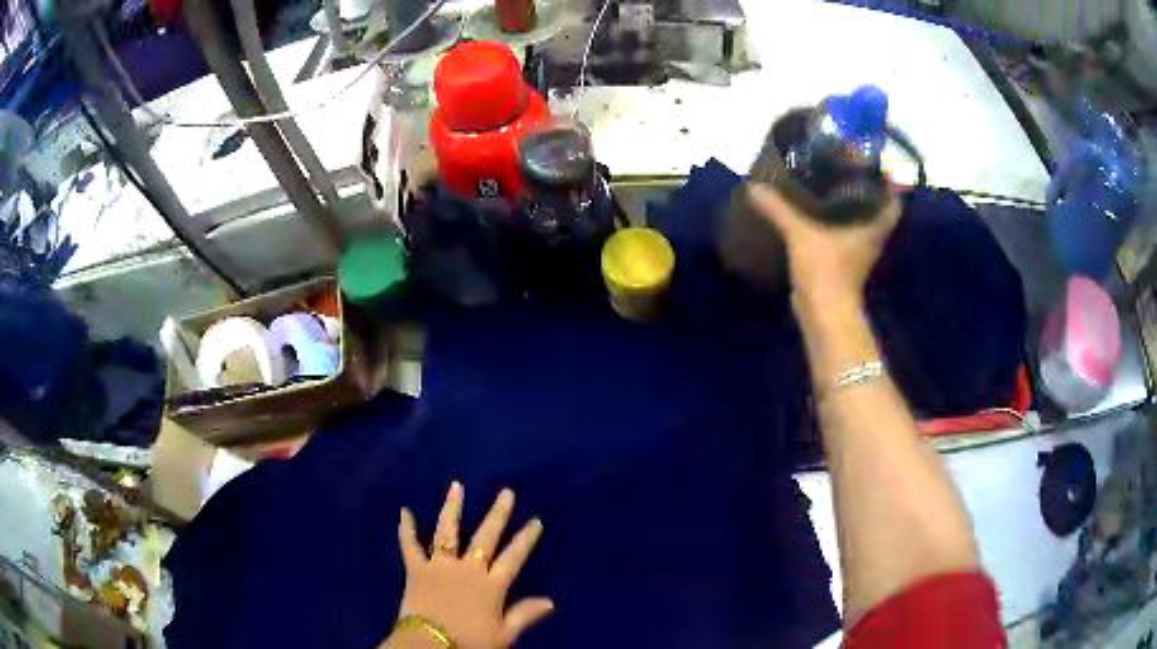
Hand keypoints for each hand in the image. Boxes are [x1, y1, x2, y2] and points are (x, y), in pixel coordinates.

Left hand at [389, 483, 553, 648]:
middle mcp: (467, 569)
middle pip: (485, 537)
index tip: (536, 520)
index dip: (525, 539)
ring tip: (457, 487)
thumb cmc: (470, 642)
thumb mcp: (503, 634)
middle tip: (506, 492)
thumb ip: (525, 614)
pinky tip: (404, 511)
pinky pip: (410, 545)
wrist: (430, 645)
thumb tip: (551, 601)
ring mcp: (440, 566)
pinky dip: (406, 528)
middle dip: (497, 514)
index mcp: (491, 585)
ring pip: (447, 532)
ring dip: (453, 508)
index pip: (513, 557)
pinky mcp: (417, 569)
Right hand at [749, 183, 901, 313]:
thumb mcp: (801, 234)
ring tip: (829, 185)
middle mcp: (870, 238)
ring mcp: (857, 253)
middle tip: (847, 168)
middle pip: (876, 210)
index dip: (889, 184)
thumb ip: (779, 209)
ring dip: (848, 208)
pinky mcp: (842, 264)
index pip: (893, 202)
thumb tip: (754, 186)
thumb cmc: (826, 271)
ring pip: (858, 223)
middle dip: (865, 190)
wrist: (824, 316)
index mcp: (872, 227)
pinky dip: (833, 225)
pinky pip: (841, 236)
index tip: (875, 166)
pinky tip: (814, 214)